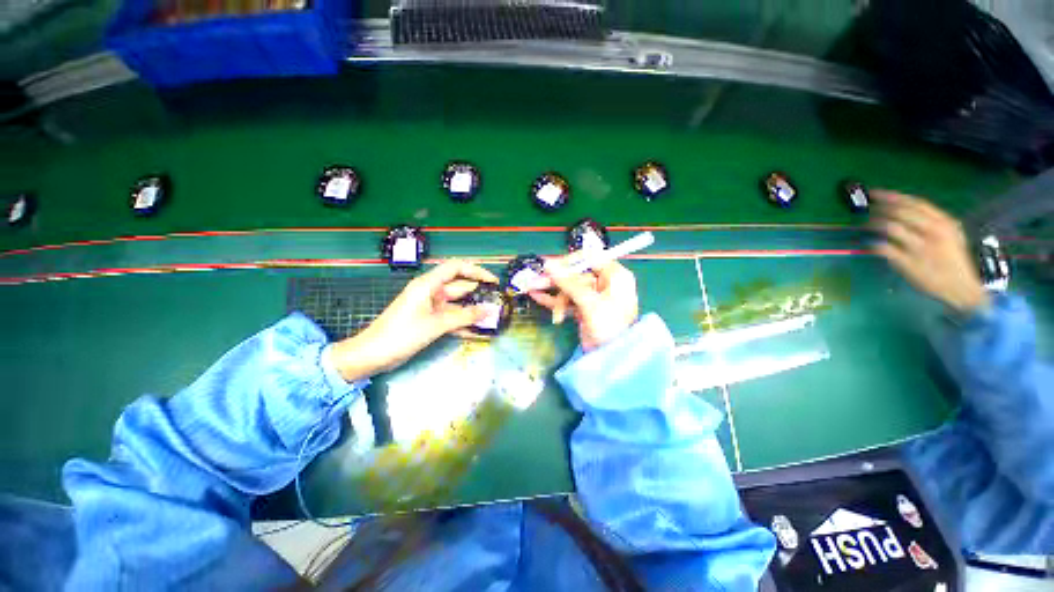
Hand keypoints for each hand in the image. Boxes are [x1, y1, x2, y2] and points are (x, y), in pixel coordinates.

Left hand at [325, 260, 497, 380]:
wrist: (373, 355)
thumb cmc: (402, 334)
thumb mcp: (436, 324)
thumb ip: (465, 317)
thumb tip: (490, 311)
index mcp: (429, 284)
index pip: (456, 268)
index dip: (476, 271)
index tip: (493, 281)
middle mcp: (431, 292)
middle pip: (460, 287)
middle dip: (478, 295)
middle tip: (498, 303)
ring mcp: (430, 307)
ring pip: (457, 305)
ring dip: (473, 312)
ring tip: (493, 318)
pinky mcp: (429, 320)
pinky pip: (451, 318)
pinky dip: (463, 324)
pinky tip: (478, 332)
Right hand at [529, 259, 638, 350]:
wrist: (612, 358)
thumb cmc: (609, 326)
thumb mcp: (589, 303)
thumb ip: (568, 283)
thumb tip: (548, 264)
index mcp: (615, 276)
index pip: (590, 259)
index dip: (570, 261)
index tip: (551, 266)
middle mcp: (605, 284)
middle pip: (576, 275)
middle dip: (556, 280)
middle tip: (535, 280)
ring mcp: (594, 297)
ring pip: (569, 288)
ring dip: (553, 293)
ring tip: (532, 290)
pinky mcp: (584, 309)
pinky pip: (567, 300)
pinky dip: (553, 300)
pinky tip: (537, 296)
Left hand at [871, 191, 988, 313]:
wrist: (961, 288)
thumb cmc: (952, 260)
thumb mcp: (950, 234)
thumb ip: (930, 221)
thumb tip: (902, 208)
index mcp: (943, 223)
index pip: (915, 203)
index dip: (892, 196)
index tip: (874, 192)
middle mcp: (933, 232)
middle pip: (900, 212)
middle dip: (879, 208)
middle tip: (867, 209)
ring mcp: (920, 247)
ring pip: (891, 227)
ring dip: (874, 223)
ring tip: (865, 224)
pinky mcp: (908, 263)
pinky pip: (885, 249)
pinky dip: (874, 244)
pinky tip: (870, 243)